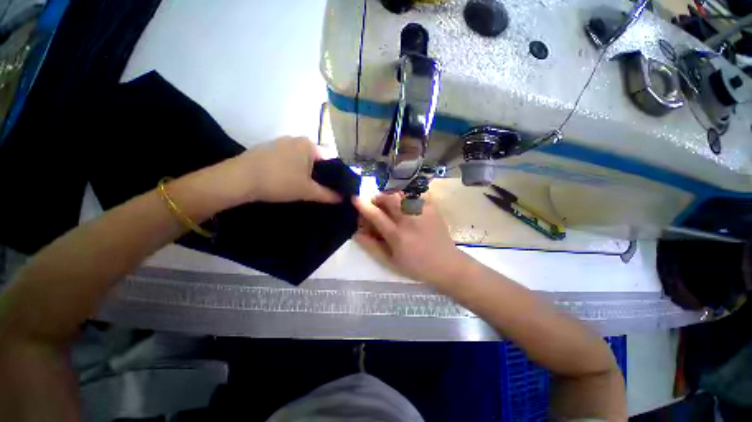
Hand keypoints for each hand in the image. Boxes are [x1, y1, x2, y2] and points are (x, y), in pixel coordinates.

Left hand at [217, 137, 340, 206]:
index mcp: (309, 144)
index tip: (332, 189)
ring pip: (300, 160)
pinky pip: (287, 159)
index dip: (333, 176)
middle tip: (317, 190)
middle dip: (318, 175)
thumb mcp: (307, 191)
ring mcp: (280, 142)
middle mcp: (295, 139)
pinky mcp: (267, 149)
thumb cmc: (280, 182)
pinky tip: (285, 181)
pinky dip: (290, 169)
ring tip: (301, 188)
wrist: (239, 179)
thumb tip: (342, 198)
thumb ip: (328, 194)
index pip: (330, 160)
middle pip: (315, 160)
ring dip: (304, 173)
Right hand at [353, 193, 472, 285]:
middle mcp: (410, 220)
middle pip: (389, 198)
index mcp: (398, 235)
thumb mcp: (391, 262)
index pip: (376, 215)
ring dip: (391, 197)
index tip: (354, 198)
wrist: (447, 265)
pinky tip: (407, 208)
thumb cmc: (416, 267)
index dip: (363, 205)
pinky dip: (406, 198)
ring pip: (401, 194)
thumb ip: (372, 247)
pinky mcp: (432, 208)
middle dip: (378, 197)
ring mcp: (423, 212)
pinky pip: (415, 195)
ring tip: (391, 206)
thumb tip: (356, 233)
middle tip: (376, 205)